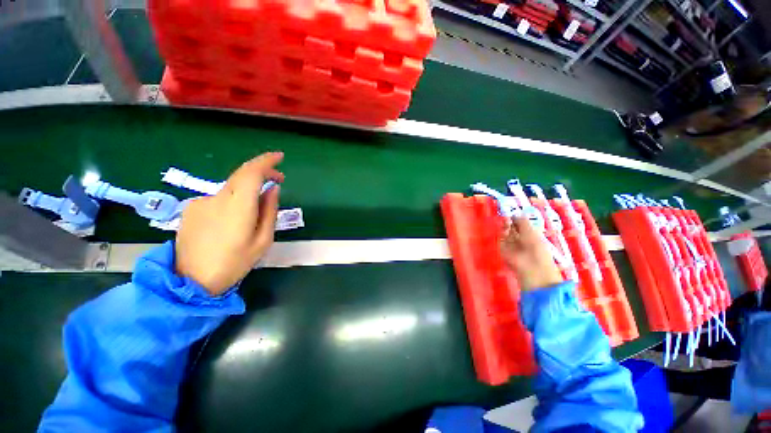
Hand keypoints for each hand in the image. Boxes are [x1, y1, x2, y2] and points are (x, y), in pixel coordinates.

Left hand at [175, 152, 284, 295]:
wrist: (191, 281)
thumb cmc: (235, 263)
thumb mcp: (263, 240)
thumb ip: (269, 211)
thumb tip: (273, 189)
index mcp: (238, 208)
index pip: (251, 173)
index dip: (266, 161)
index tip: (280, 157)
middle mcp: (217, 199)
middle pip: (240, 174)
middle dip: (261, 172)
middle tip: (277, 180)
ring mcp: (200, 202)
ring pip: (231, 187)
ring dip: (247, 189)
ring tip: (255, 209)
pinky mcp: (191, 208)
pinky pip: (219, 197)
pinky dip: (233, 199)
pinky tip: (233, 219)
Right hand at [500, 217, 562, 291]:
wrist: (531, 267)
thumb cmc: (536, 248)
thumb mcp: (531, 232)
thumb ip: (522, 221)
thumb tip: (514, 214)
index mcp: (531, 235)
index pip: (522, 225)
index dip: (517, 219)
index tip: (512, 213)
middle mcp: (521, 239)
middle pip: (513, 228)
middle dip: (510, 221)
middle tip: (506, 216)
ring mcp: (512, 245)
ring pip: (506, 233)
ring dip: (505, 226)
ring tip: (505, 220)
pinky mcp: (503, 250)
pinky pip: (501, 239)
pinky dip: (501, 233)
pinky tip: (502, 228)